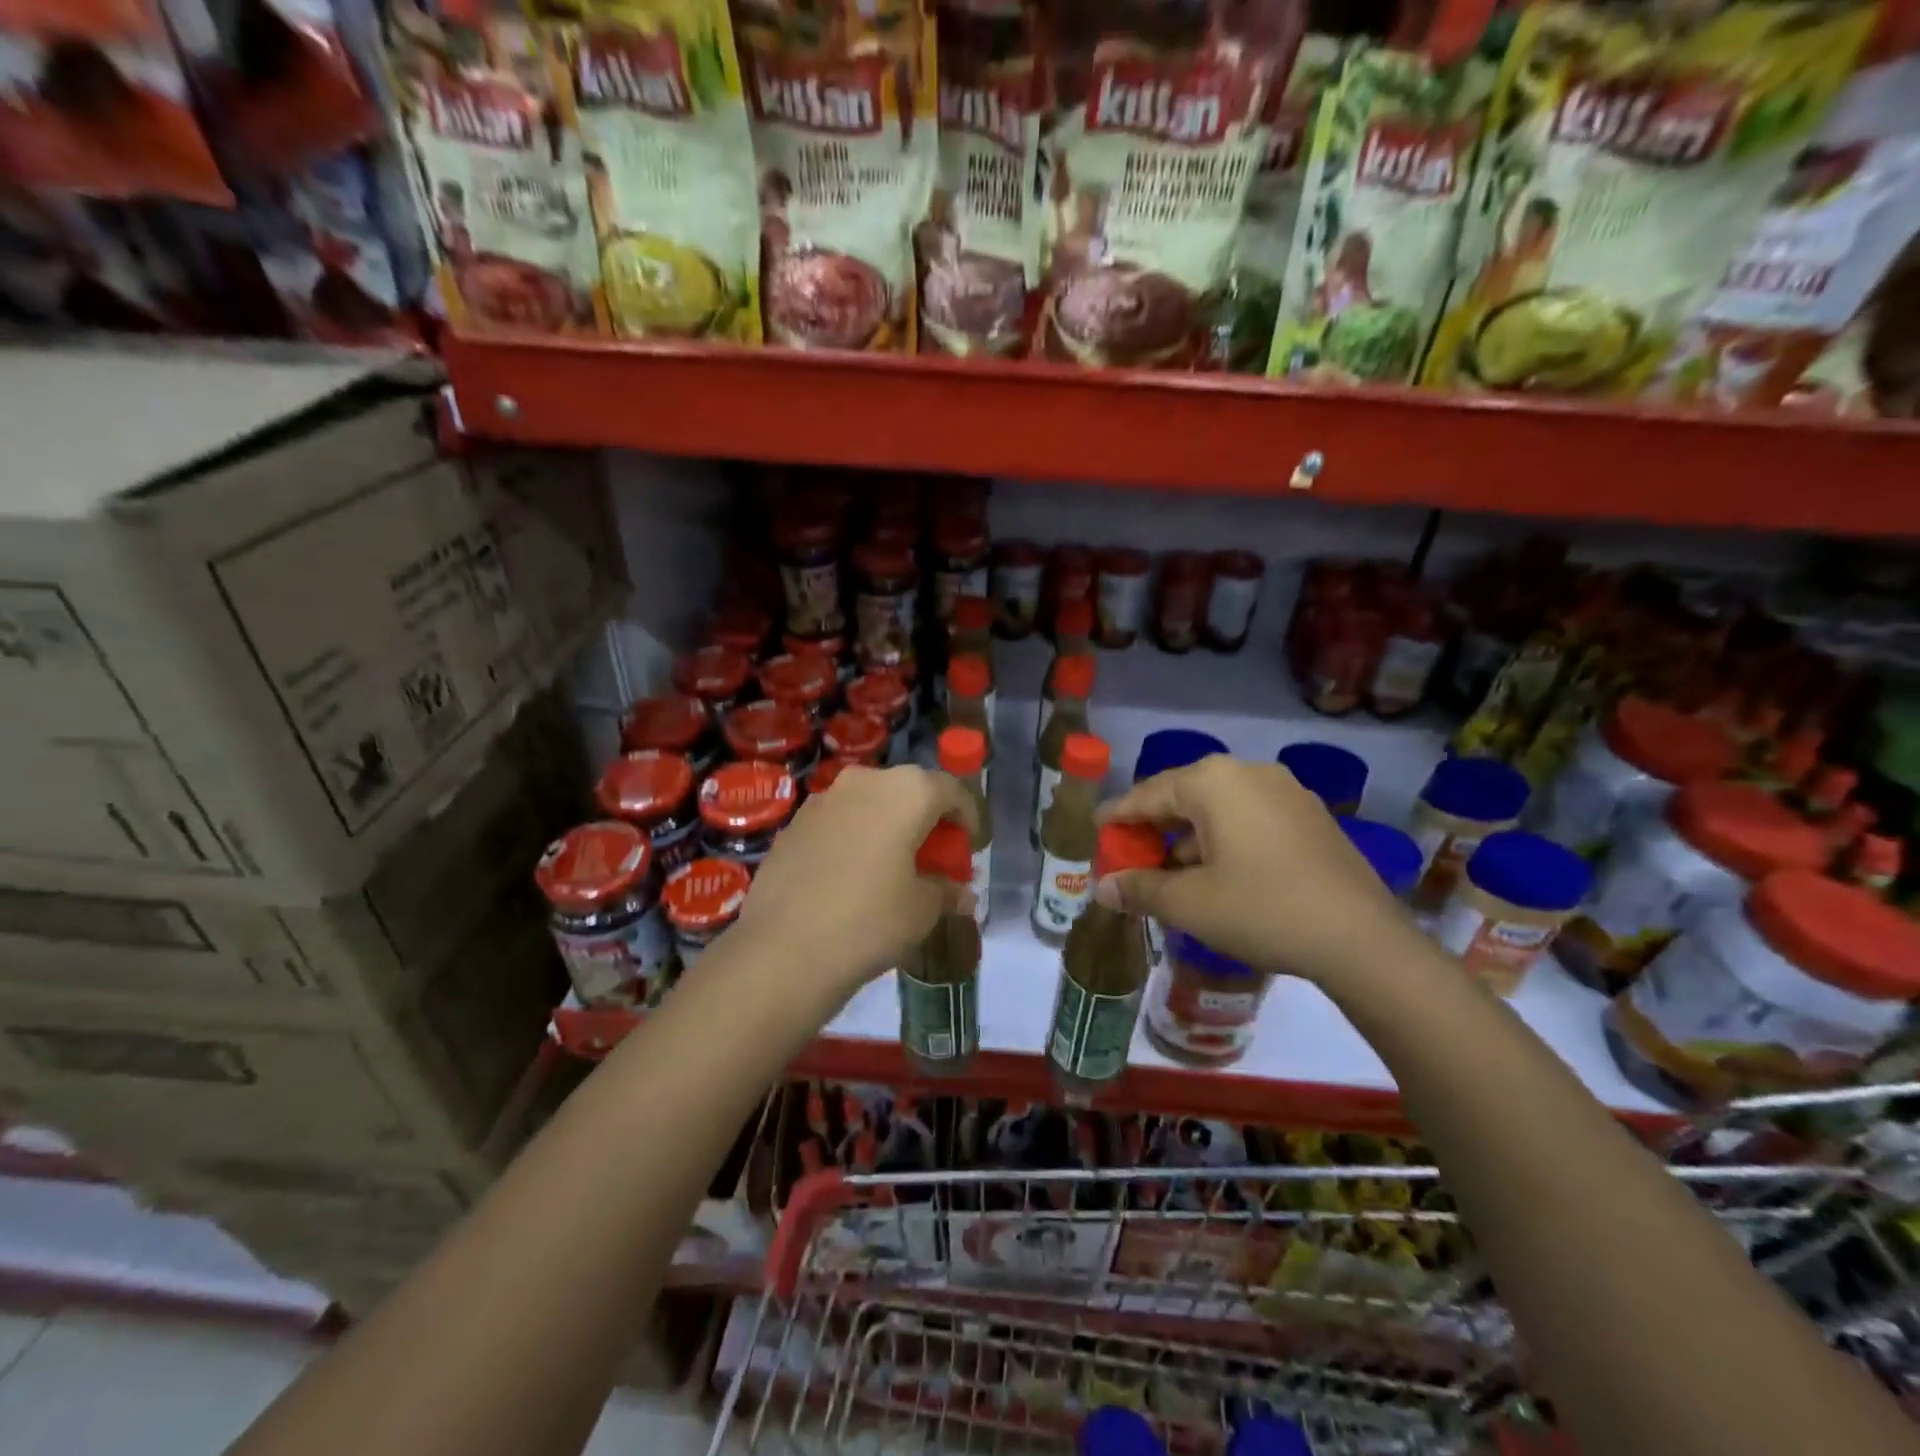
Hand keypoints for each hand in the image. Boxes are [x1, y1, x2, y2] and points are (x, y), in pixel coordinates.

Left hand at [730, 764, 976, 1004]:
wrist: (784, 949)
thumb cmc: (870, 920)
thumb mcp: (923, 910)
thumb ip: (946, 891)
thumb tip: (961, 893)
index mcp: (906, 791)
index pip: (951, 790)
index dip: (968, 817)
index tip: (971, 846)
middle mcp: (864, 781)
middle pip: (908, 790)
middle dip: (926, 819)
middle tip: (934, 856)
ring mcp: (822, 800)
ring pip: (869, 803)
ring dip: (888, 826)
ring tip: (893, 866)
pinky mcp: (793, 825)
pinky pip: (838, 822)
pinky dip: (854, 839)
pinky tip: (852, 876)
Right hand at [1094, 756, 1415, 986]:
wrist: (1361, 939)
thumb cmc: (1260, 909)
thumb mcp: (1189, 903)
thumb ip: (1139, 889)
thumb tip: (1101, 889)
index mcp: (1213, 781)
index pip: (1148, 793)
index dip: (1119, 815)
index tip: (1097, 830)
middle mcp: (1249, 772)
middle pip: (1184, 796)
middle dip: (1155, 828)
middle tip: (1133, 856)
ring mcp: (1287, 792)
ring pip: (1220, 808)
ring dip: (1191, 837)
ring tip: (1174, 873)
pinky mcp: (1312, 816)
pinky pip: (1251, 818)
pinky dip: (1226, 839)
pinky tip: (1221, 874)